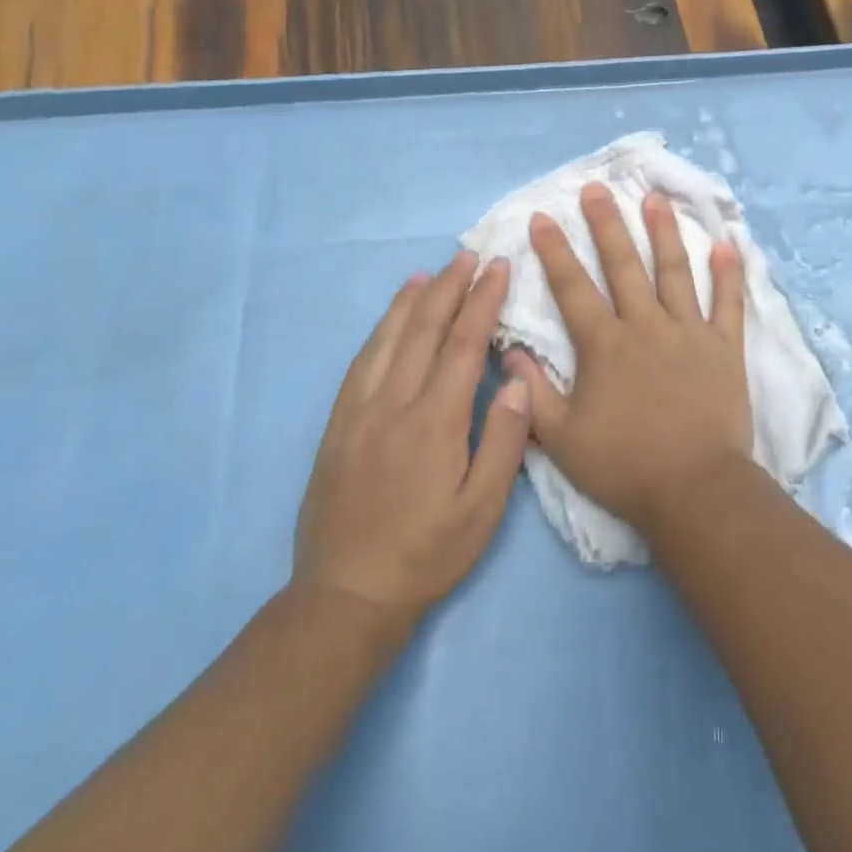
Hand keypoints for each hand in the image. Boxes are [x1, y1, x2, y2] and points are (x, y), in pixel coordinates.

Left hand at [294, 251, 529, 622]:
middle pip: (424, 330)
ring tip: (430, 273)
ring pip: (387, 340)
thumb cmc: (428, 553)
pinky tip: (389, 320)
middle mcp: (394, 404)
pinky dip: (378, 331)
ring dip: (411, 301)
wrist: (346, 596)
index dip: (482, 301)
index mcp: (435, 421)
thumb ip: (504, 440)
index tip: (498, 268)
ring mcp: (359, 412)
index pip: (462, 344)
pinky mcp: (337, 425)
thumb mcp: (483, 509)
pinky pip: (360, 363)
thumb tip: (514, 378)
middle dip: (450, 288)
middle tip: (469, 255)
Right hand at [509, 183, 753, 533]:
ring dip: (663, 232)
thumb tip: (511, 353)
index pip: (573, 287)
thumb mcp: (561, 439)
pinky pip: (728, 303)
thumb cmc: (624, 466)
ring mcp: (689, 332)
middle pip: (623, 264)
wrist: (693, 490)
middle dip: (606, 223)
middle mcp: (646, 325)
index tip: (542, 216)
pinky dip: (729, 274)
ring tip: (655, 199)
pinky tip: (727, 245)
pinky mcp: (725, 346)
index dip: (554, 250)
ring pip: (675, 271)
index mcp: (605, 345)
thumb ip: (533, 394)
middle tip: (596, 189)